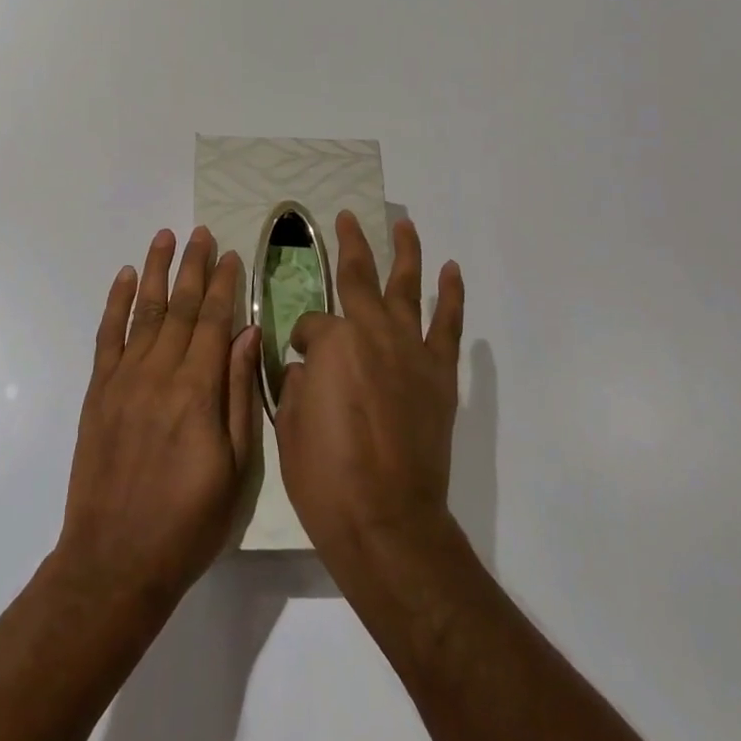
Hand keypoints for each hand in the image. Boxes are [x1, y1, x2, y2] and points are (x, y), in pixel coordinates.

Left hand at [57, 227, 260, 610]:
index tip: (232, 255)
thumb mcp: (236, 468)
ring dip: (157, 271)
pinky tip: (126, 278)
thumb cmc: (188, 522)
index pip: (216, 322)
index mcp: (198, 392)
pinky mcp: (98, 392)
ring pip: (145, 312)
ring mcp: (124, 380)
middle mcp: (160, 374)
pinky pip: (108, 336)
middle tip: (202, 232)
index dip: (225, 285)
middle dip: (194, 266)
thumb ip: (240, 395)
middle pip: (182, 307)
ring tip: (166, 237)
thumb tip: (249, 335)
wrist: (114, 561)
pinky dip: (116, 303)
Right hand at [275, 213, 464, 574]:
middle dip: (351, 244)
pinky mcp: (439, 374)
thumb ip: (300, 382)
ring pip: (407, 287)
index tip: (300, 359)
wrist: (388, 521)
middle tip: (346, 218)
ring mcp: (411, 350)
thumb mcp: (290, 424)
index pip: (311, 324)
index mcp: (332, 343)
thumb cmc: (326, 477)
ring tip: (403, 224)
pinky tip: (450, 271)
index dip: (302, 339)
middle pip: (360, 276)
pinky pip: (447, 324)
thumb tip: (313, 368)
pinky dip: (451, 295)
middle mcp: (372, 332)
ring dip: (405, 251)